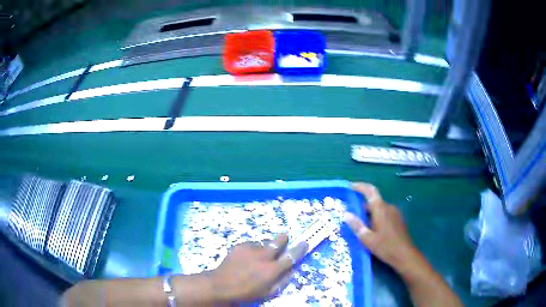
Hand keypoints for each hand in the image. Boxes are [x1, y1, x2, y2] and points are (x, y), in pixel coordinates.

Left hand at [210, 234, 307, 302]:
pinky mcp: (240, 246)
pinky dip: (253, 249)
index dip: (300, 249)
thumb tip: (291, 270)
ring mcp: (251, 249)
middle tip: (284, 239)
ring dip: (265, 248)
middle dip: (283, 239)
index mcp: (272, 269)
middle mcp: (264, 256)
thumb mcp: (268, 292)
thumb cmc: (247, 293)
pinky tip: (246, 258)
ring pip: (264, 243)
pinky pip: (251, 244)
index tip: (304, 243)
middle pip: (279, 241)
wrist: (221, 285)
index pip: (291, 256)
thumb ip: (282, 281)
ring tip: (257, 257)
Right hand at [344, 183, 420, 273]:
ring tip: (358, 223)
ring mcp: (395, 213)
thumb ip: (357, 225)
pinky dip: (375, 217)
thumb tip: (346, 214)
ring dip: (368, 213)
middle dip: (361, 205)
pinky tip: (370, 229)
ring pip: (378, 208)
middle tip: (349, 213)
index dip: (360, 186)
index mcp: (381, 209)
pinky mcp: (397, 220)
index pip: (370, 191)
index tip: (349, 186)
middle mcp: (389, 207)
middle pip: (373, 201)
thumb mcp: (367, 239)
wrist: (405, 255)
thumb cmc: (386, 247)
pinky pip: (384, 214)